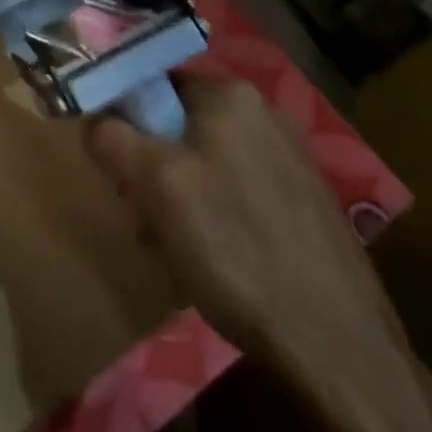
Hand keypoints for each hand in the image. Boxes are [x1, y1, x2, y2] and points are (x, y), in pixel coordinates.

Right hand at [85, 76, 399, 372]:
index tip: (117, 169)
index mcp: (230, 94)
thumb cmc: (237, 249)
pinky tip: (214, 261)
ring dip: (178, 196)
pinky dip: (215, 215)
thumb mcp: (156, 186)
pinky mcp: (305, 200)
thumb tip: (91, 118)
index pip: (153, 83)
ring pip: (206, 160)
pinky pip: (238, 189)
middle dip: (151, 167)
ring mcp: (290, 157)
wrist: (340, 348)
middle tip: (143, 215)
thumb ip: (112, 138)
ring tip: (174, 247)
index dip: (125, 121)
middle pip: (178, 124)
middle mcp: (264, 112)